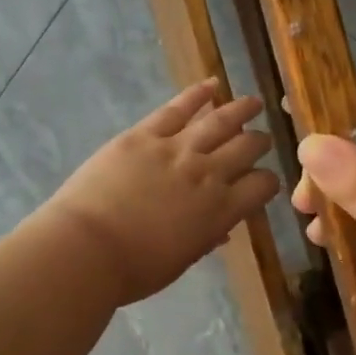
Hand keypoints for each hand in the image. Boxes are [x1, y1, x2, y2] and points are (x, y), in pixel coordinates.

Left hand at [36, 79, 279, 307]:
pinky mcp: (144, 135)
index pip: (261, 186)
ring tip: (254, 103)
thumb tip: (221, 230)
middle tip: (262, 139)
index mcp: (221, 211)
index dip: (268, 182)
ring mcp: (176, 149)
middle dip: (259, 142)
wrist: (88, 248)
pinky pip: (177, 108)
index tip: (264, 181)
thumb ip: (205, 239)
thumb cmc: (135, 269)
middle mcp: (208, 173)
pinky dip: (197, 95)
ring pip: (220, 121)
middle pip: (246, 148)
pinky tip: (212, 85)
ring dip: (241, 110)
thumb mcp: (181, 260)